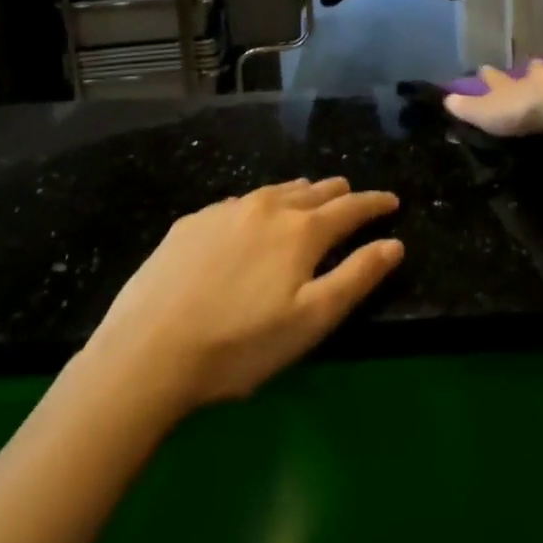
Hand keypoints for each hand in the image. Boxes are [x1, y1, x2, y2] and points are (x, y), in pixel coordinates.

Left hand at [84, 177, 402, 414]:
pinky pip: (238, 203)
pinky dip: (258, 206)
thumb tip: (394, 243)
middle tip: (351, 196)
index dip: (374, 204)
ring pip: (274, 191)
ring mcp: (225, 211)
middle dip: (338, 192)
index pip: (350, 207)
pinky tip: (250, 220)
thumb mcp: (311, 320)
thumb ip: (357, 276)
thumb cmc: (240, 344)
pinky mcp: (191, 222)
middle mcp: (266, 207)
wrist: (148, 351)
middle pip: (312, 191)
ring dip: (298, 194)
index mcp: (301, 230)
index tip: (391, 201)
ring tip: (308, 197)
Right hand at [443, 61, 542, 136]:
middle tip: (532, 65)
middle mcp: (539, 76)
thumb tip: (445, 99)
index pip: (496, 79)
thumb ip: (468, 107)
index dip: (489, 77)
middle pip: (533, 71)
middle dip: (531, 70)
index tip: (483, 68)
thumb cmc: (524, 109)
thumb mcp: (489, 112)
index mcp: (513, 84)